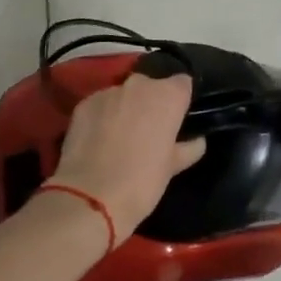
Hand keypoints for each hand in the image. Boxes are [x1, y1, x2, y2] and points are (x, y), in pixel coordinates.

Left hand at [51, 73, 206, 238]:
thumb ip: (188, 148)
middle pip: (151, 85)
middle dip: (151, 102)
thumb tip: (197, 141)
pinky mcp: (84, 104)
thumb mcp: (172, 168)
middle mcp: (139, 85)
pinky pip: (100, 104)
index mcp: (168, 96)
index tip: (177, 119)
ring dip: (125, 108)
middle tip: (149, 130)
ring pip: (123, 94)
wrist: (91, 197)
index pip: (182, 83)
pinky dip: (102, 116)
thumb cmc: (142, 182)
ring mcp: (108, 92)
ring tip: (120, 136)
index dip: (180, 100)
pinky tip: (98, 139)